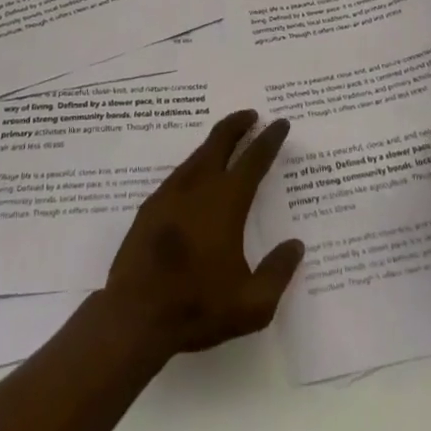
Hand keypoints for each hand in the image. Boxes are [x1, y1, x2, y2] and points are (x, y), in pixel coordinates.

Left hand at [103, 110, 305, 355]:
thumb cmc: (197, 307)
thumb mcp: (251, 305)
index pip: (253, 160)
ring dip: (215, 142)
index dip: (269, 139)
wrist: (135, 315)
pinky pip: (179, 172)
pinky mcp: (151, 206)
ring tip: (227, 141)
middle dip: (238, 123)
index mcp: (226, 203)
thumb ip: (278, 273)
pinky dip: (195, 163)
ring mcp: (170, 193)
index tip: (280, 122)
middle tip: (251, 115)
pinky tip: (197, 175)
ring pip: (197, 154)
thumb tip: (296, 245)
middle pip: (220, 141)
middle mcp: (198, 187)